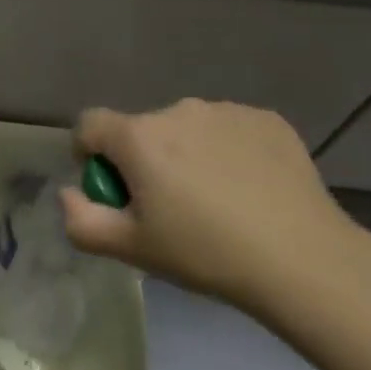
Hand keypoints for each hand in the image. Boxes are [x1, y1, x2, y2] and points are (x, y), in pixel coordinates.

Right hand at [64, 98, 370, 320]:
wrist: (303, 258)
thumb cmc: (206, 253)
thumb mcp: (133, 249)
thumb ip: (82, 220)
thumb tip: (67, 192)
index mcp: (138, 137)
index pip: (89, 125)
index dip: (90, 155)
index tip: (114, 189)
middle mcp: (176, 110)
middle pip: (141, 130)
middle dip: (144, 160)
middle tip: (171, 208)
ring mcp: (224, 110)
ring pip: (187, 128)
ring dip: (187, 153)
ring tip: (218, 200)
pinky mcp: (265, 119)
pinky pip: (229, 129)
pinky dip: (229, 151)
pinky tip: (251, 188)